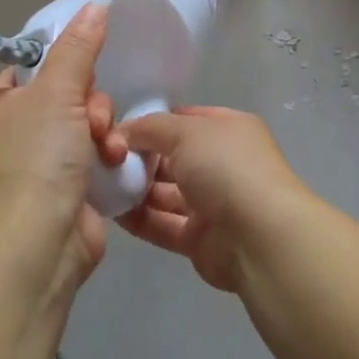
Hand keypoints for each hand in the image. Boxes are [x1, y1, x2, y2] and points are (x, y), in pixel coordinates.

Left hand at [0, 4, 127, 288]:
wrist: (39, 244)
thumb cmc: (36, 158)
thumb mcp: (56, 91)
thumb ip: (78, 47)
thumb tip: (95, 2)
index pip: (33, 66)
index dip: (64, 63)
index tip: (85, 68)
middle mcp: (13, 134)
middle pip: (67, 94)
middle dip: (90, 105)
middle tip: (92, 121)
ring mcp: (39, 166)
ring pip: (86, 125)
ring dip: (103, 132)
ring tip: (106, 150)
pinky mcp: (66, 191)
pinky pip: (93, 156)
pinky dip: (106, 158)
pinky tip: (114, 164)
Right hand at [115, 106, 313, 291]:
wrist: (259, 237)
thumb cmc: (226, 168)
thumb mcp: (186, 131)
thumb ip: (151, 128)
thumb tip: (123, 132)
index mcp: (228, 130)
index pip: (185, 119)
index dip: (153, 122)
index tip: (118, 129)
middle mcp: (222, 163)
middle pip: (172, 156)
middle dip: (140, 157)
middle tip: (103, 159)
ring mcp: (213, 203)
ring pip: (166, 192)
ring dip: (135, 189)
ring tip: (100, 185)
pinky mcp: (200, 240)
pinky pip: (163, 224)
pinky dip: (139, 218)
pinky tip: (110, 212)